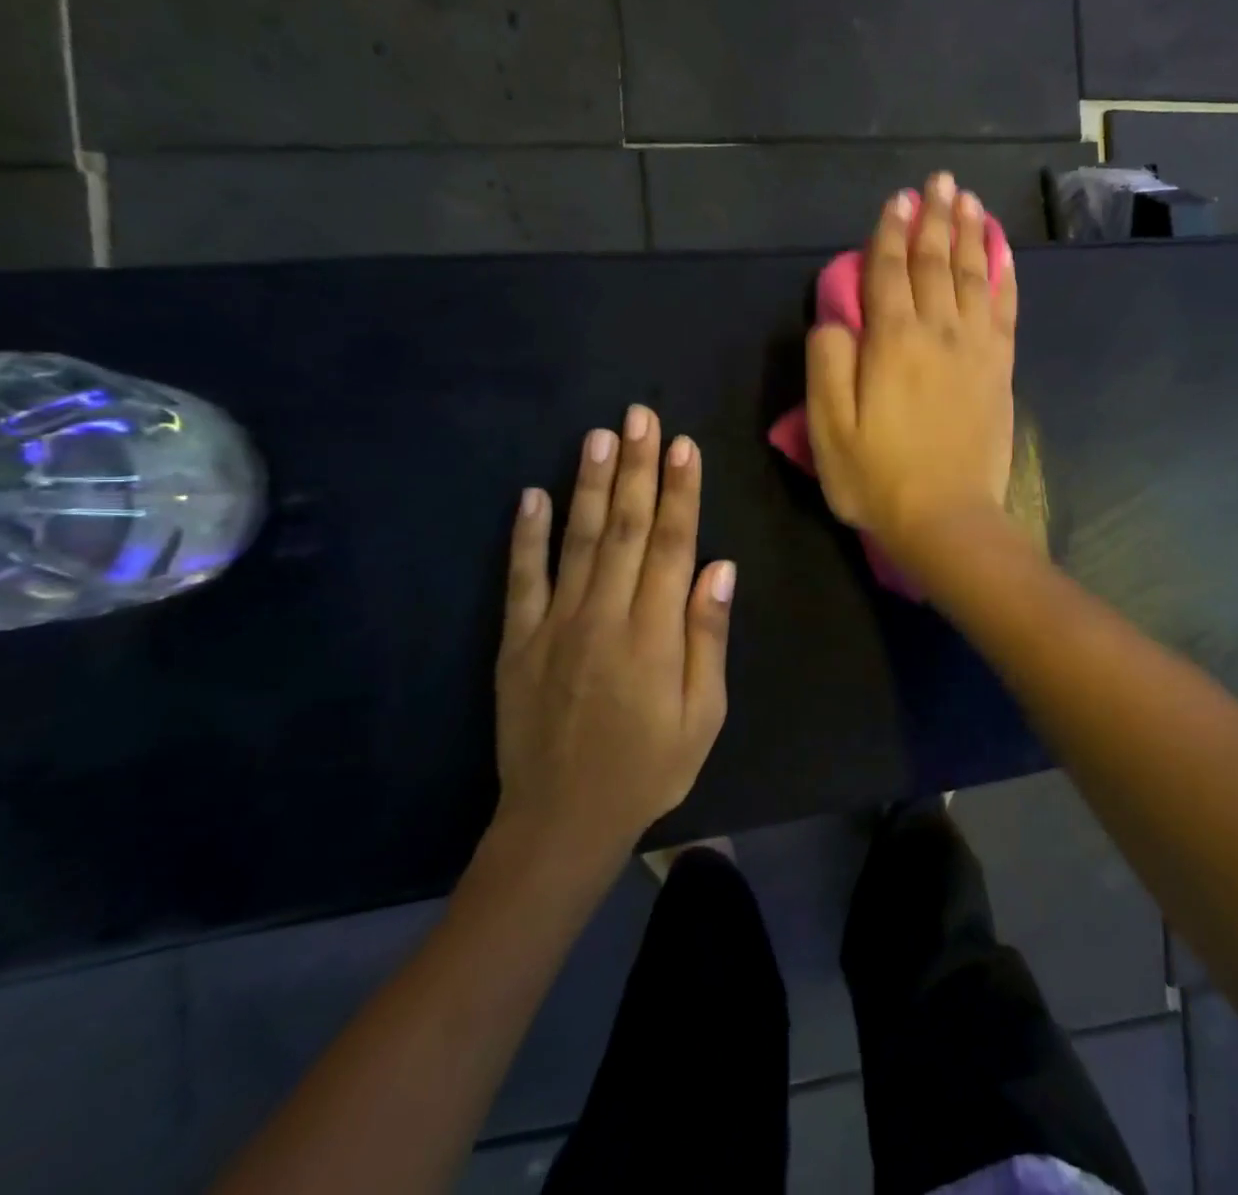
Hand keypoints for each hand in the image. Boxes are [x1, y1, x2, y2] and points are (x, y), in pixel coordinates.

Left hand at [492, 406, 736, 857]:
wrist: (563, 820)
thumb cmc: (649, 767)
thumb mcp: (703, 714)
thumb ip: (707, 637)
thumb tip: (719, 568)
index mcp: (654, 633)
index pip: (672, 545)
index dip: (680, 492)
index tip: (683, 446)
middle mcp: (605, 615)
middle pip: (626, 528)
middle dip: (636, 468)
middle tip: (639, 416)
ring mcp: (556, 625)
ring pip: (577, 540)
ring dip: (590, 485)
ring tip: (598, 436)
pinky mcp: (518, 642)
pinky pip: (521, 579)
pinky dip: (525, 536)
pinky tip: (531, 495)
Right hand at [807, 171, 1016, 556]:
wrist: (947, 519)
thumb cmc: (878, 479)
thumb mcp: (829, 430)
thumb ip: (827, 365)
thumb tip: (835, 319)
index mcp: (892, 343)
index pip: (889, 273)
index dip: (890, 234)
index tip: (897, 200)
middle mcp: (938, 333)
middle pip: (936, 264)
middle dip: (934, 220)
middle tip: (938, 182)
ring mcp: (976, 351)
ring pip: (974, 278)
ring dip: (970, 235)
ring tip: (968, 201)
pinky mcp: (1000, 371)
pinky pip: (1004, 311)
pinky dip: (1004, 278)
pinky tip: (1003, 256)